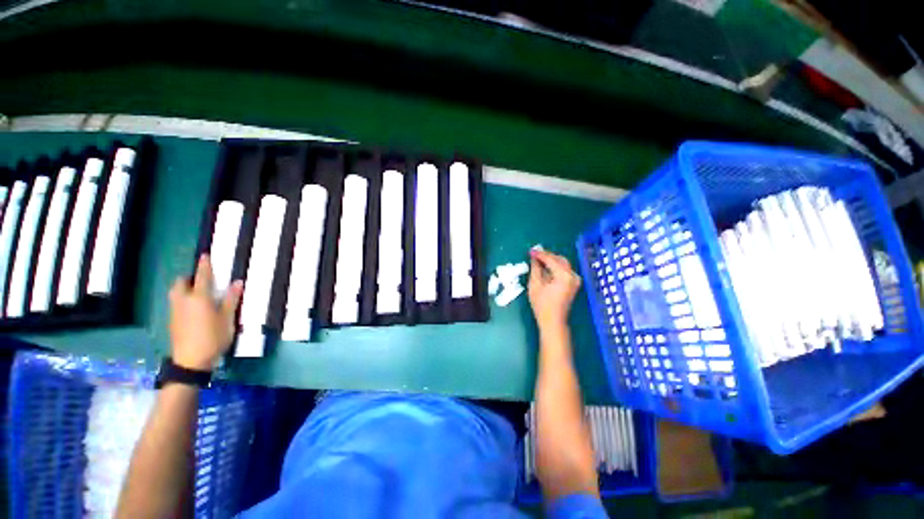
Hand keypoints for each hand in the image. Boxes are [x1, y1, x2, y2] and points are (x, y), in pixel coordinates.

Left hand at [168, 255, 242, 370]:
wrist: (191, 360)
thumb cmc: (213, 337)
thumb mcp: (227, 319)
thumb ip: (231, 299)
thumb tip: (237, 282)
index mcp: (199, 298)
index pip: (202, 276)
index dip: (204, 265)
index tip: (205, 255)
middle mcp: (184, 300)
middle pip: (181, 282)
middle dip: (189, 278)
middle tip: (201, 280)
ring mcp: (175, 311)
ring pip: (175, 292)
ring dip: (184, 288)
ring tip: (196, 293)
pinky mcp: (172, 320)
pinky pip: (176, 302)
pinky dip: (183, 299)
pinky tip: (192, 308)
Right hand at [528, 249, 581, 331]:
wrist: (553, 321)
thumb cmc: (542, 304)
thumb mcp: (535, 285)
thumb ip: (535, 269)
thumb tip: (534, 258)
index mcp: (564, 275)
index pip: (551, 259)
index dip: (540, 254)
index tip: (530, 251)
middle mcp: (573, 275)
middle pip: (559, 259)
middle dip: (547, 255)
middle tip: (534, 254)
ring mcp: (575, 280)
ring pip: (563, 263)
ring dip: (551, 260)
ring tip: (538, 259)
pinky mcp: (574, 283)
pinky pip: (564, 270)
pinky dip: (555, 266)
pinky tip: (546, 267)